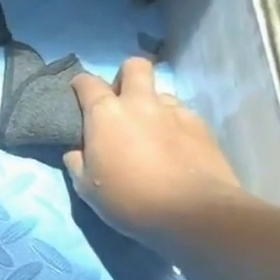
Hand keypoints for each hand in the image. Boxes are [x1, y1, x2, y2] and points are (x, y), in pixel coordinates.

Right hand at [63, 58, 246, 243]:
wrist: (192, 213)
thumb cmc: (128, 199)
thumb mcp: (86, 187)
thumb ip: (78, 161)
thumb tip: (78, 150)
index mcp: (106, 114)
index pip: (87, 82)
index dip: (80, 85)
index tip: (78, 96)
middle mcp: (140, 103)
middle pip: (134, 66)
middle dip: (125, 76)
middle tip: (121, 102)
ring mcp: (175, 112)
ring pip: (160, 93)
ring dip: (151, 105)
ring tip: (150, 132)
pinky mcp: (201, 126)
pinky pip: (182, 115)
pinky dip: (173, 125)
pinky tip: (173, 148)